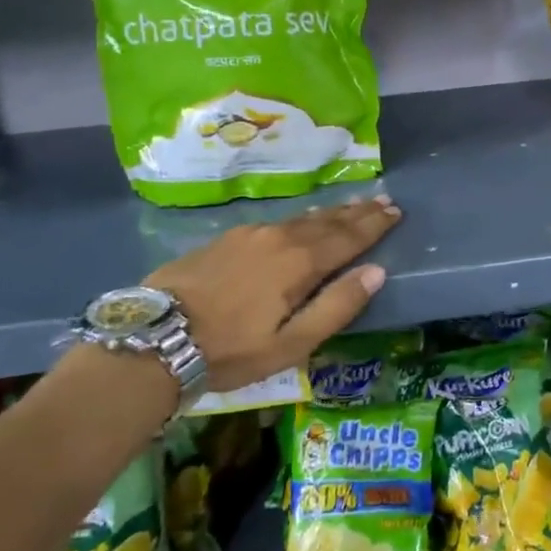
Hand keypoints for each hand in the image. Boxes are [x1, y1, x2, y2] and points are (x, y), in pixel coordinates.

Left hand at [145, 196, 401, 392]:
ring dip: (331, 212)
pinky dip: (301, 219)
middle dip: (358, 212)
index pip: (349, 237)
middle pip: (328, 221)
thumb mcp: (291, 343)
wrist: (153, 338)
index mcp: (301, 262)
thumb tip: (377, 272)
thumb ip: (337, 307)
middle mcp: (280, 238)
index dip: (375, 224)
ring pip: (301, 218)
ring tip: (351, 205)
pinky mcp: (225, 239)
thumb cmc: (230, 350)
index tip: (396, 211)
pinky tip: (301, 221)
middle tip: (382, 200)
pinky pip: (277, 222)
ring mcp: (250, 235)